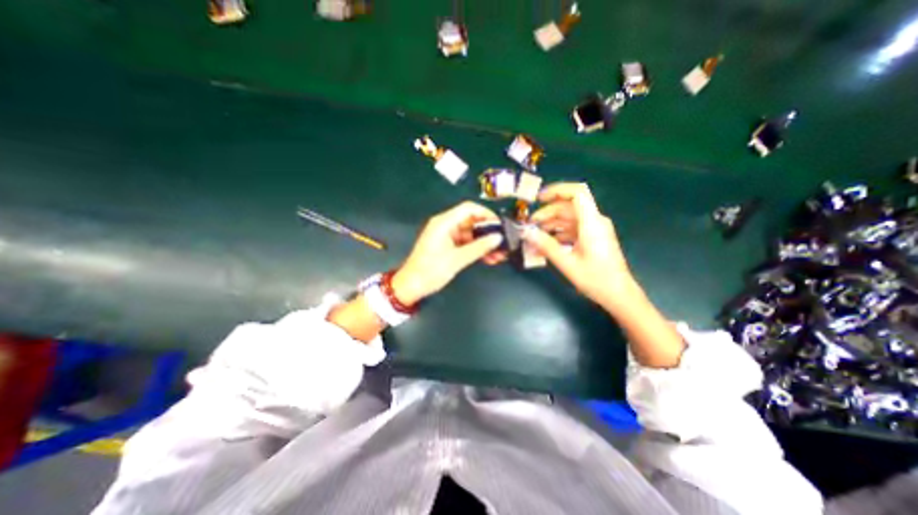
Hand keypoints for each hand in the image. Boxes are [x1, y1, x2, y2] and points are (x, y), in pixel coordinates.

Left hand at [388, 200, 500, 304]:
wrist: (411, 286)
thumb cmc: (430, 271)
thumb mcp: (457, 259)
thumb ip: (479, 247)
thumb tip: (497, 238)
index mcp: (444, 223)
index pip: (469, 209)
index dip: (486, 214)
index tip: (500, 224)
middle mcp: (446, 226)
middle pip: (472, 222)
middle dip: (488, 232)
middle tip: (503, 242)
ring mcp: (447, 236)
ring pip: (471, 234)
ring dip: (484, 243)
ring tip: (499, 254)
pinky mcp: (448, 246)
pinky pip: (466, 243)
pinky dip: (477, 249)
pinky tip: (489, 258)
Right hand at [520, 180, 636, 307]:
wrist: (619, 294)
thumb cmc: (596, 279)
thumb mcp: (567, 263)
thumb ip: (546, 246)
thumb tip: (526, 232)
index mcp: (591, 223)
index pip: (577, 193)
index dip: (557, 190)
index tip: (538, 199)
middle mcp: (594, 221)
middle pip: (568, 207)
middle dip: (547, 213)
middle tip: (530, 225)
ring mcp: (594, 229)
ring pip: (569, 218)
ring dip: (551, 224)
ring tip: (535, 235)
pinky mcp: (593, 237)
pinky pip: (573, 229)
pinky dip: (559, 233)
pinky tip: (547, 244)